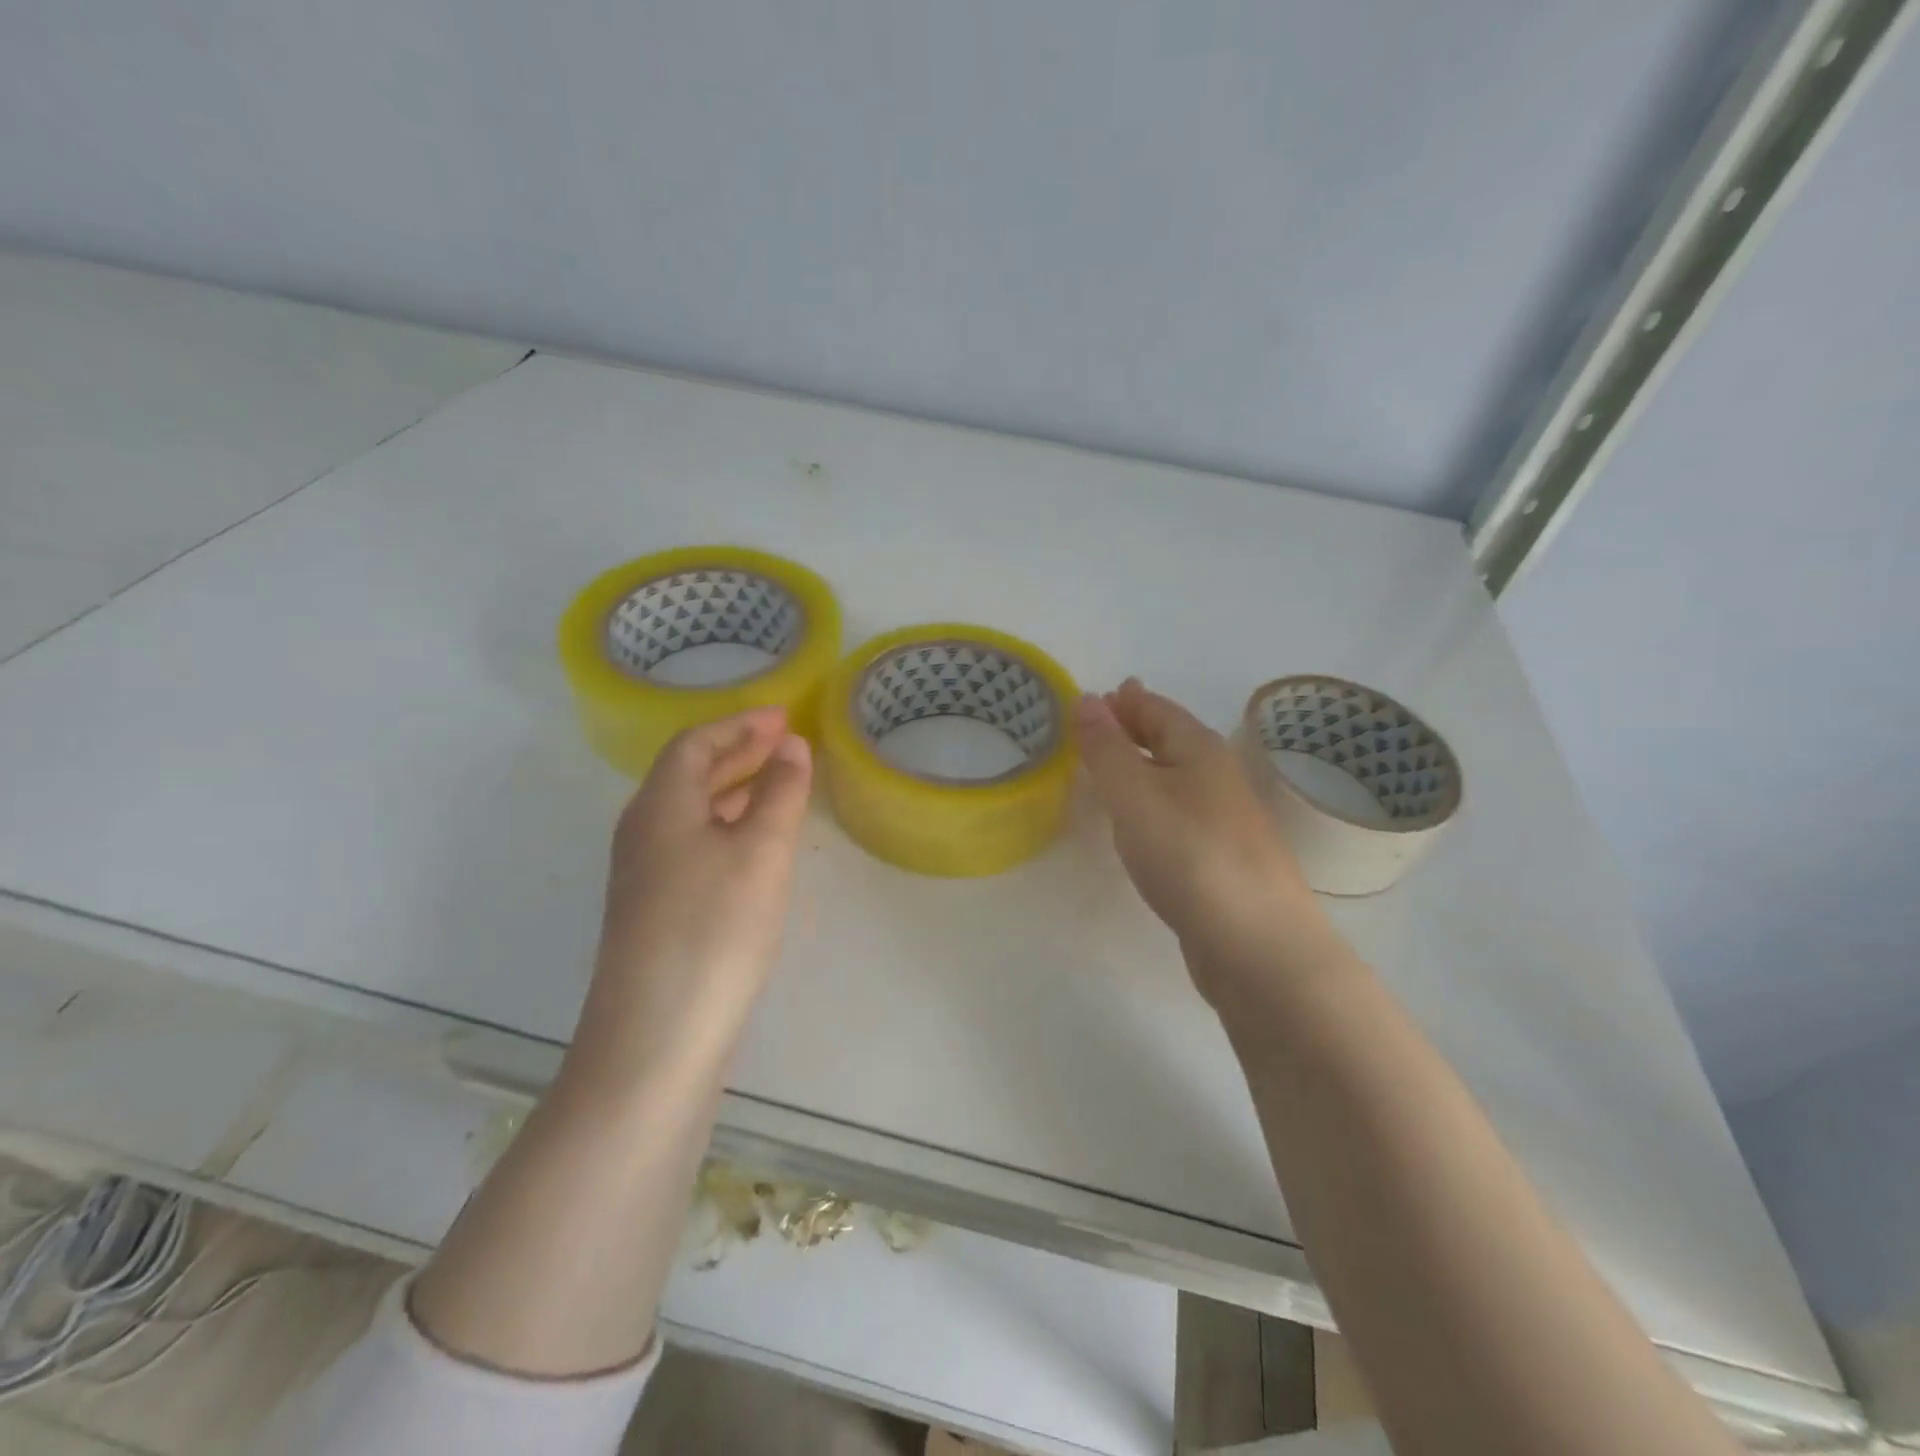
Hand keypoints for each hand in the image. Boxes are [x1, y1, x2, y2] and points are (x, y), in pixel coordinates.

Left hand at [567, 707, 812, 1089]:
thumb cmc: (714, 929)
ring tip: (778, 783)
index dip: (740, 724)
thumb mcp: (760, 852)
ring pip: (691, 812)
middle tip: (785, 741)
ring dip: (733, 789)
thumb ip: (779, 792)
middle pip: (689, 774)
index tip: (784, 714)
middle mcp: (643, 831)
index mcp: (660, 805)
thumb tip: (790, 745)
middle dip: (738, 751)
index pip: (695, 743)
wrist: (656, 1037)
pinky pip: (693, 844)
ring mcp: (644, 875)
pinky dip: (727, 827)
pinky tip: (755, 846)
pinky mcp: (655, 910)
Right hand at [1076, 679, 1338, 1001]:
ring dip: (1142, 768)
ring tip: (1109, 770)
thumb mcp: (1135, 794)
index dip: (1123, 701)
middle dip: (1134, 729)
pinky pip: (1177, 815)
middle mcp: (1217, 777)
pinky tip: (1139, 825)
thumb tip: (1087, 698)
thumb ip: (1106, 748)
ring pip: (1175, 780)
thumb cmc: (1190, 856)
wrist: (1257, 945)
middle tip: (1095, 727)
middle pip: (1170, 740)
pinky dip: (1152, 805)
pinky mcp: (1219, 860)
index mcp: (1200, 750)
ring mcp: (1223, 821)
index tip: (1092, 697)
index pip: (1156, 709)